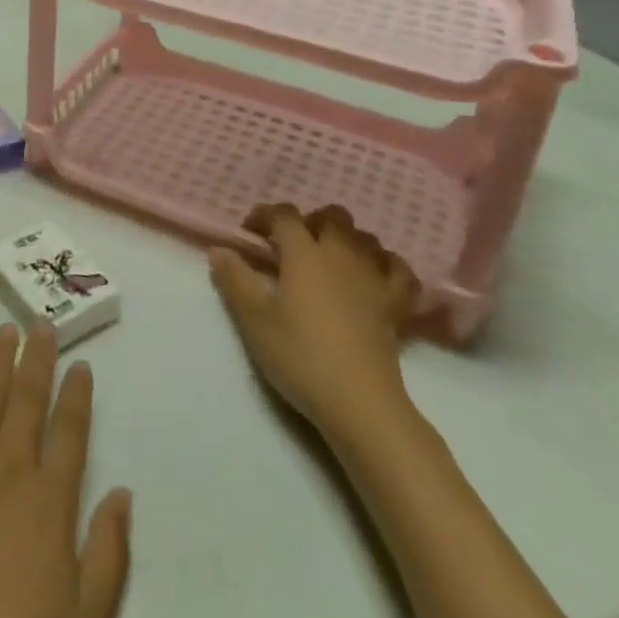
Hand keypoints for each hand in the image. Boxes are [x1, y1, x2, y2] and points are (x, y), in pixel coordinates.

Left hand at [0, 324, 132, 617]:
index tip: (83, 364)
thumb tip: (123, 492)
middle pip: (28, 401)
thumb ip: (108, 555)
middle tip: (44, 323)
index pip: (71, 432)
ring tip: (5, 329)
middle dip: (39, 360)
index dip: (78, 396)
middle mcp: (9, 470)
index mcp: (50, 501)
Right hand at [209, 204, 418, 443]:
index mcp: (304, 253)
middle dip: (309, 222)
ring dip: (345, 239)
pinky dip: (386, 264)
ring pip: (364, 237)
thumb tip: (219, 250)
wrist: (360, 402)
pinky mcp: (397, 304)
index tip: (250, 234)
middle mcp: (341, 254)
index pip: (284, 215)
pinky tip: (374, 275)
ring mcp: (374, 276)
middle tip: (291, 248)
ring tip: (328, 260)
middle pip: (331, 216)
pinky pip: (399, 269)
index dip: (265, 215)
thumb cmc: (301, 356)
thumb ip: (235, 279)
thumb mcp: (254, 320)